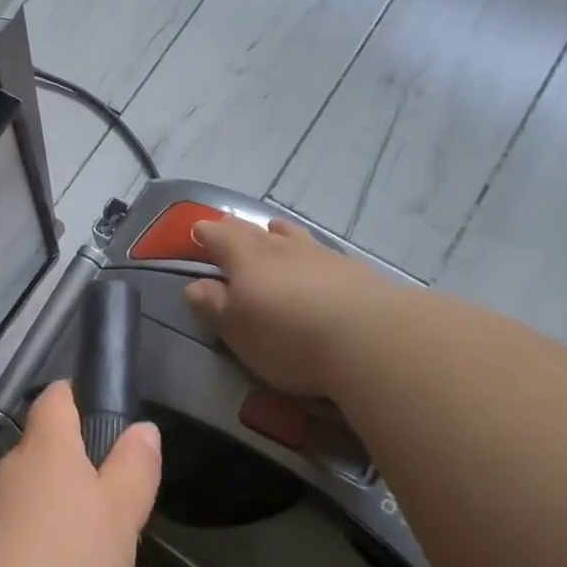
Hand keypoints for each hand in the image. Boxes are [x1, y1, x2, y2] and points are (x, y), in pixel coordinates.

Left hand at [0, 382, 160, 566]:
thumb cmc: (72, 554)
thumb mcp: (122, 509)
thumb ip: (135, 466)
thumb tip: (143, 429)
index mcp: (47, 447)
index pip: (56, 398)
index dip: (77, 396)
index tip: (100, 409)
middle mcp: (14, 469)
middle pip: (52, 457)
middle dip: (90, 480)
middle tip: (126, 509)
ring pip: (47, 507)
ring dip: (81, 528)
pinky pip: (32, 543)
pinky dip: (61, 560)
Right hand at [182, 215, 390, 396]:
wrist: (372, 339)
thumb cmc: (289, 337)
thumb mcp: (238, 331)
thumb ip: (214, 306)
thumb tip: (195, 286)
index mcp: (246, 259)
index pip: (219, 237)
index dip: (205, 233)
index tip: (196, 232)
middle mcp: (281, 248)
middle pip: (254, 231)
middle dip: (236, 229)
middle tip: (226, 227)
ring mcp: (320, 256)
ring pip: (292, 235)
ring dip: (277, 232)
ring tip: (273, 229)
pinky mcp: (354, 271)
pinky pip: (320, 251)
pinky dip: (308, 251)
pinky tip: (314, 260)